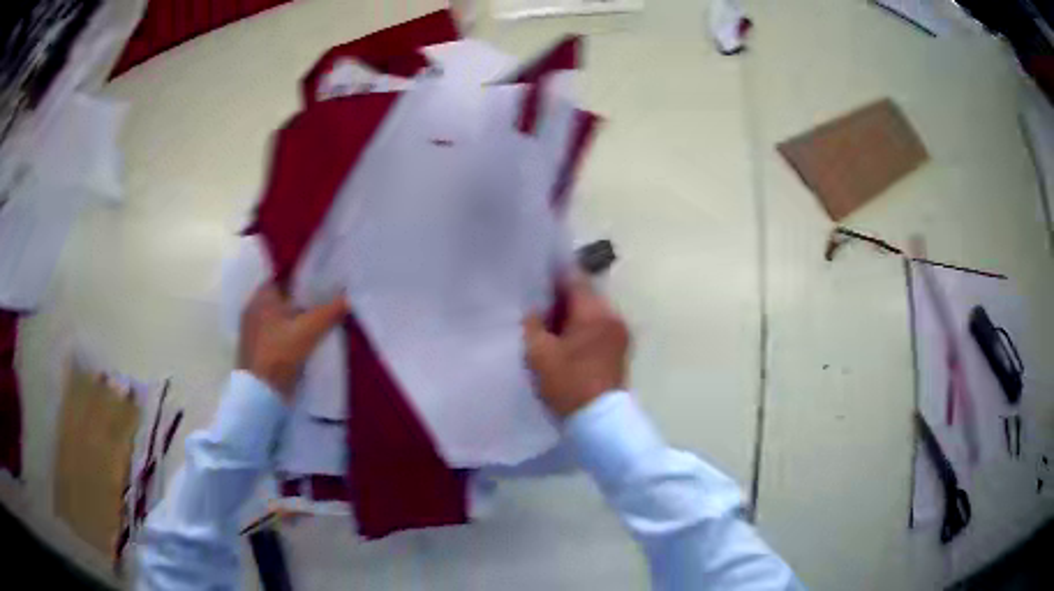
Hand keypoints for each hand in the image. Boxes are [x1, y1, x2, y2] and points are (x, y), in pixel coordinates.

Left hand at [238, 284, 348, 401]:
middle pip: (283, 298)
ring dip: (296, 320)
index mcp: (261, 296)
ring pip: (280, 318)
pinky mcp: (256, 350)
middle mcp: (253, 309)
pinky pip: (276, 334)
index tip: (323, 283)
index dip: (304, 279)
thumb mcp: (309, 330)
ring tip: (319, 322)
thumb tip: (350, 297)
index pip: (285, 277)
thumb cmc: (279, 353)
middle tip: (326, 302)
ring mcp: (252, 331)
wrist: (260, 395)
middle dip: (302, 300)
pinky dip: (289, 336)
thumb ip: (330, 312)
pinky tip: (305, 342)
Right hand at [523, 275, 630, 418]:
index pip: (575, 280)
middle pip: (585, 295)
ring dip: (573, 314)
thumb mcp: (540, 353)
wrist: (598, 421)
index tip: (536, 275)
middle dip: (562, 297)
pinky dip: (582, 328)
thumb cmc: (568, 383)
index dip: (554, 275)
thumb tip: (534, 310)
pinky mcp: (620, 349)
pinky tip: (565, 339)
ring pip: (592, 312)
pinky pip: (598, 327)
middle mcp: (613, 316)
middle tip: (538, 304)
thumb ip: (533, 324)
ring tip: (550, 324)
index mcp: (595, 313)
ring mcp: (620, 333)